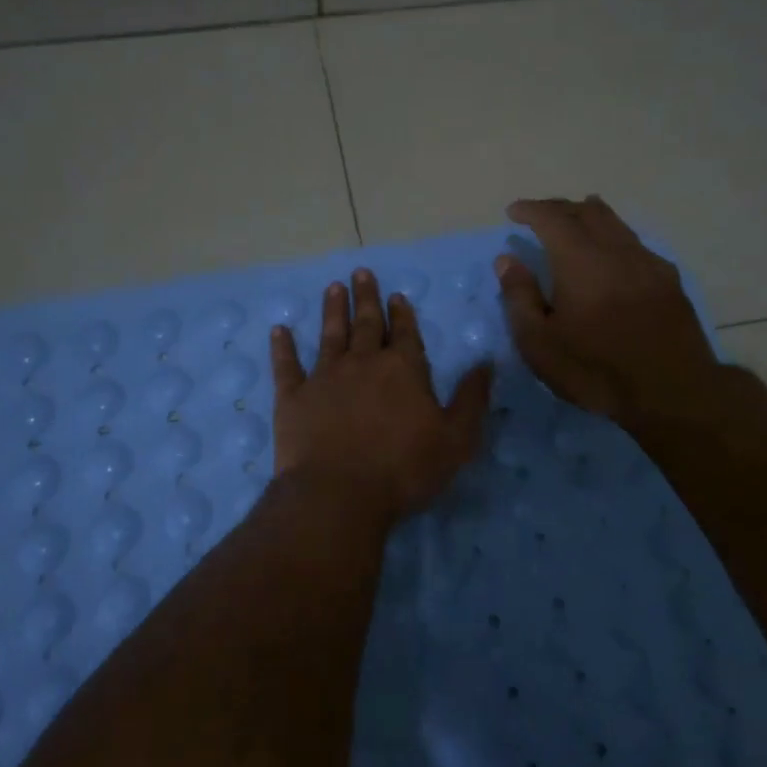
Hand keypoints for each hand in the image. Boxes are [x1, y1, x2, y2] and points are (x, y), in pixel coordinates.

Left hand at [270, 269, 493, 523]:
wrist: (339, 493)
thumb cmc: (404, 470)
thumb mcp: (456, 439)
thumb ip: (471, 399)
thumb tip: (487, 362)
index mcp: (403, 370)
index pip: (406, 334)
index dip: (402, 314)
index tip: (397, 294)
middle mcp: (364, 363)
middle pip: (367, 324)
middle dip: (367, 298)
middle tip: (361, 273)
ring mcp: (325, 377)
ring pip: (330, 334)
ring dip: (333, 310)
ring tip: (333, 288)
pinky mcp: (293, 396)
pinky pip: (286, 365)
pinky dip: (282, 347)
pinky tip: (279, 330)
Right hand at [495, 197, 725, 426]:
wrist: (671, 392)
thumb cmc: (595, 370)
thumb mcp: (540, 344)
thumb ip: (520, 297)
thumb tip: (507, 260)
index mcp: (579, 261)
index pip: (552, 219)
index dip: (531, 210)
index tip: (514, 212)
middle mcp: (615, 251)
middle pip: (587, 213)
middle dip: (560, 207)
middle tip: (541, 213)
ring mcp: (647, 263)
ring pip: (617, 224)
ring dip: (592, 214)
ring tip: (580, 212)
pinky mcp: (669, 281)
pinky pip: (637, 244)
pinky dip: (617, 237)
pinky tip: (616, 251)